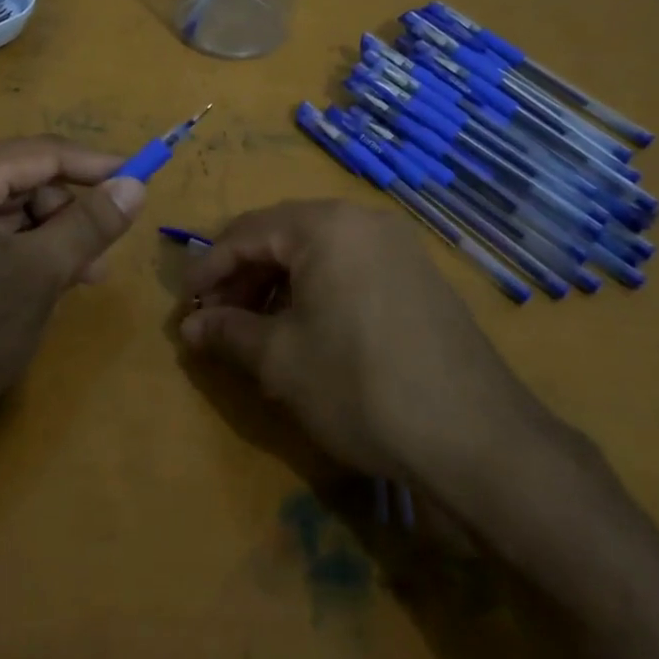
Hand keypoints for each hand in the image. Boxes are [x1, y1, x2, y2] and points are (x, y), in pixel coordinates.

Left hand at [0, 136, 144, 447]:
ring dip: (51, 240)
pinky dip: (23, 259)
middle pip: (25, 182)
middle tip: (103, 254)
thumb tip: (135, 185)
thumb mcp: (38, 274)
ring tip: (81, 280)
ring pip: (9, 216)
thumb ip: (89, 224)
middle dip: (70, 213)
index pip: (42, 153)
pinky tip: (42, 291)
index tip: (141, 180)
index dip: (96, 165)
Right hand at [179, 200, 562, 481]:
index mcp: (325, 225)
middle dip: (242, 277)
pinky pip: (350, 269)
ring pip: (317, 253)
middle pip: (282, 236)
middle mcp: (363, 221)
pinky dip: (316, 292)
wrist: (474, 437)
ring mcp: (397, 247)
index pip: (245, 233)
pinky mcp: (418, 277)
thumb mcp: (280, 360)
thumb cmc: (359, 386)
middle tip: (216, 320)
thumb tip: (189, 326)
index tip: (184, 306)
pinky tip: (305, 331)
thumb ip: (228, 332)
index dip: (207, 270)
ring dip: (277, 285)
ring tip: (256, 329)